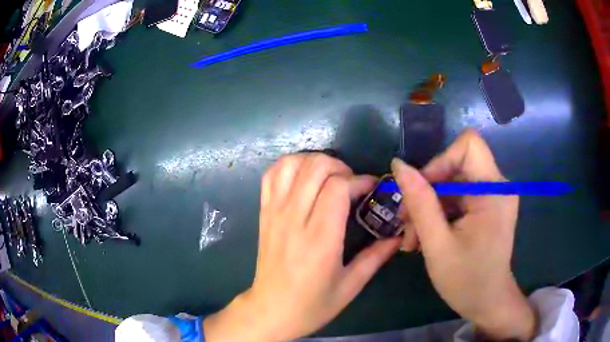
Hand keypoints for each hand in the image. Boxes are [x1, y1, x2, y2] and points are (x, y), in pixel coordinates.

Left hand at [204, 154, 400, 341]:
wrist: (270, 311)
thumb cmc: (312, 305)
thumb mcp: (350, 286)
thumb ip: (376, 257)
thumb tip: (398, 235)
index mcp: (320, 239)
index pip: (337, 187)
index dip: (359, 180)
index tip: (371, 188)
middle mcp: (294, 219)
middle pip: (314, 167)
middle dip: (340, 166)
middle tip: (351, 184)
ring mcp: (275, 213)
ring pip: (291, 165)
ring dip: (314, 161)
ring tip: (329, 177)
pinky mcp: (264, 213)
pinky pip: (271, 176)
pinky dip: (289, 166)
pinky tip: (304, 177)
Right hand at [392, 130, 536, 340]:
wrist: (487, 302)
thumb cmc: (466, 281)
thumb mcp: (437, 245)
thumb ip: (420, 203)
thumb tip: (399, 166)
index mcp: (494, 191)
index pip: (468, 145)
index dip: (440, 161)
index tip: (421, 191)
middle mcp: (497, 185)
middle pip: (456, 165)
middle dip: (427, 191)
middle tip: (406, 223)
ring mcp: (493, 196)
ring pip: (452, 183)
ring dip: (428, 207)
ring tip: (412, 239)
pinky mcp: (486, 206)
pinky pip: (457, 197)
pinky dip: (438, 213)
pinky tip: (424, 237)